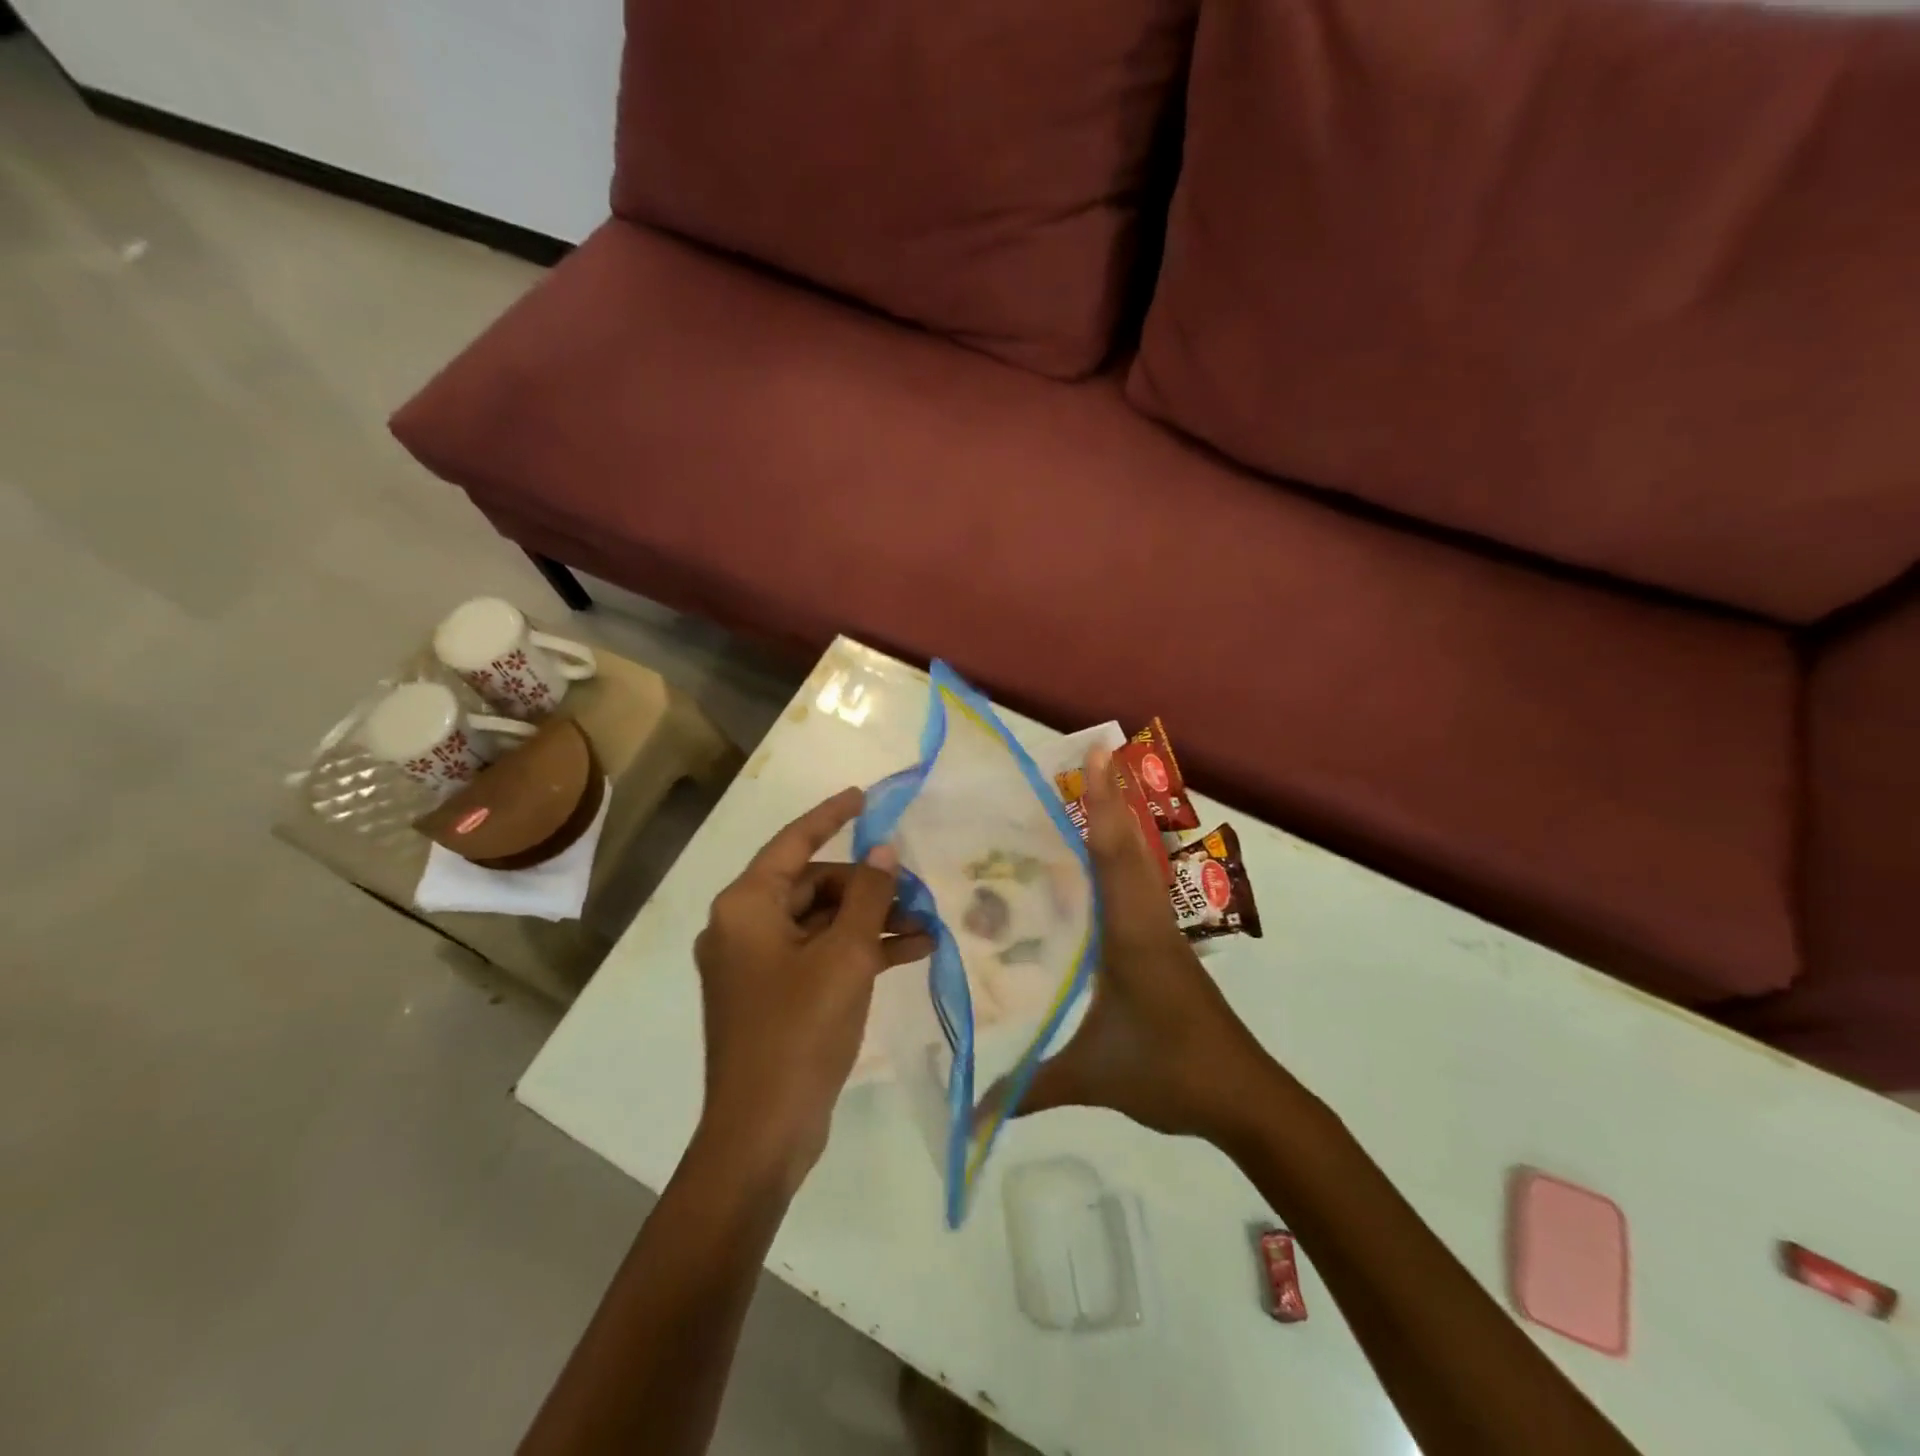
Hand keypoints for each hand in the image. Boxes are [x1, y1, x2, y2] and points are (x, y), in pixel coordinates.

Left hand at [693, 788, 933, 1185]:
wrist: (763, 1133)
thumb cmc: (800, 1030)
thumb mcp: (845, 956)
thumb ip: (869, 896)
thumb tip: (885, 850)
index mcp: (746, 906)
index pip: (794, 842)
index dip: (831, 815)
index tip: (866, 796)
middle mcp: (743, 926)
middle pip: (813, 884)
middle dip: (868, 886)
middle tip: (917, 891)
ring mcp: (757, 963)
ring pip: (821, 922)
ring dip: (871, 920)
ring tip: (927, 923)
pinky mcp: (775, 994)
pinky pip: (820, 955)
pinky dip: (859, 950)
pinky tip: (911, 951)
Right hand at [1007, 747, 1273, 1141]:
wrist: (1245, 1099)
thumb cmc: (1171, 1073)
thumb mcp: (1094, 1076)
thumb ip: (1029, 1089)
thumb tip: (968, 1115)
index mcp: (1131, 934)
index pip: (1114, 856)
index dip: (1105, 805)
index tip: (1099, 755)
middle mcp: (1147, 920)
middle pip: (1130, 845)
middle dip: (1113, 796)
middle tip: (1093, 753)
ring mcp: (1160, 931)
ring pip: (1139, 863)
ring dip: (1121, 822)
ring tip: (1092, 789)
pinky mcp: (1164, 947)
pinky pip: (1138, 887)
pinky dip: (1122, 857)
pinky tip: (1099, 861)